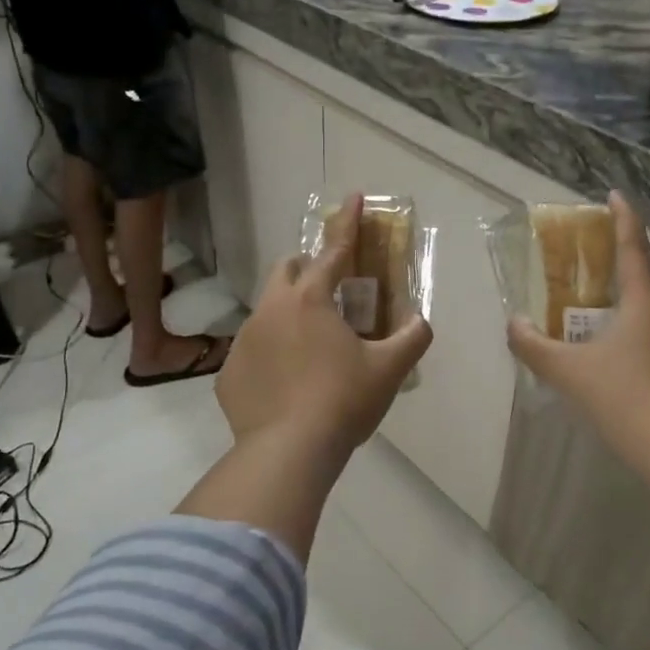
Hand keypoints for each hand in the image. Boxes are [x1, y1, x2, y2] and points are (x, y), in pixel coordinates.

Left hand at [218, 193, 432, 457]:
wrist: (288, 452)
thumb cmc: (343, 401)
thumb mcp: (389, 369)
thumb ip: (412, 338)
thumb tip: (420, 322)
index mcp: (311, 299)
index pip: (334, 250)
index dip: (348, 222)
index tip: (354, 197)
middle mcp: (271, 309)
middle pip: (287, 269)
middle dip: (308, 268)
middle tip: (330, 291)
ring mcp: (244, 340)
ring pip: (267, 311)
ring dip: (289, 315)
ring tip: (310, 349)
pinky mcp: (228, 373)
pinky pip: (252, 352)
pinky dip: (271, 355)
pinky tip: (286, 385)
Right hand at [507, 191, 649, 465]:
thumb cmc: (620, 397)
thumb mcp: (567, 372)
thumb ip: (535, 347)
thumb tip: (513, 325)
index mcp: (644, 308)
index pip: (633, 251)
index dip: (623, 220)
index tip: (616, 196)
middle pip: (643, 300)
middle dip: (619, 301)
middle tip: (591, 318)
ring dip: (634, 341)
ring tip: (609, 369)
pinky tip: (638, 399)